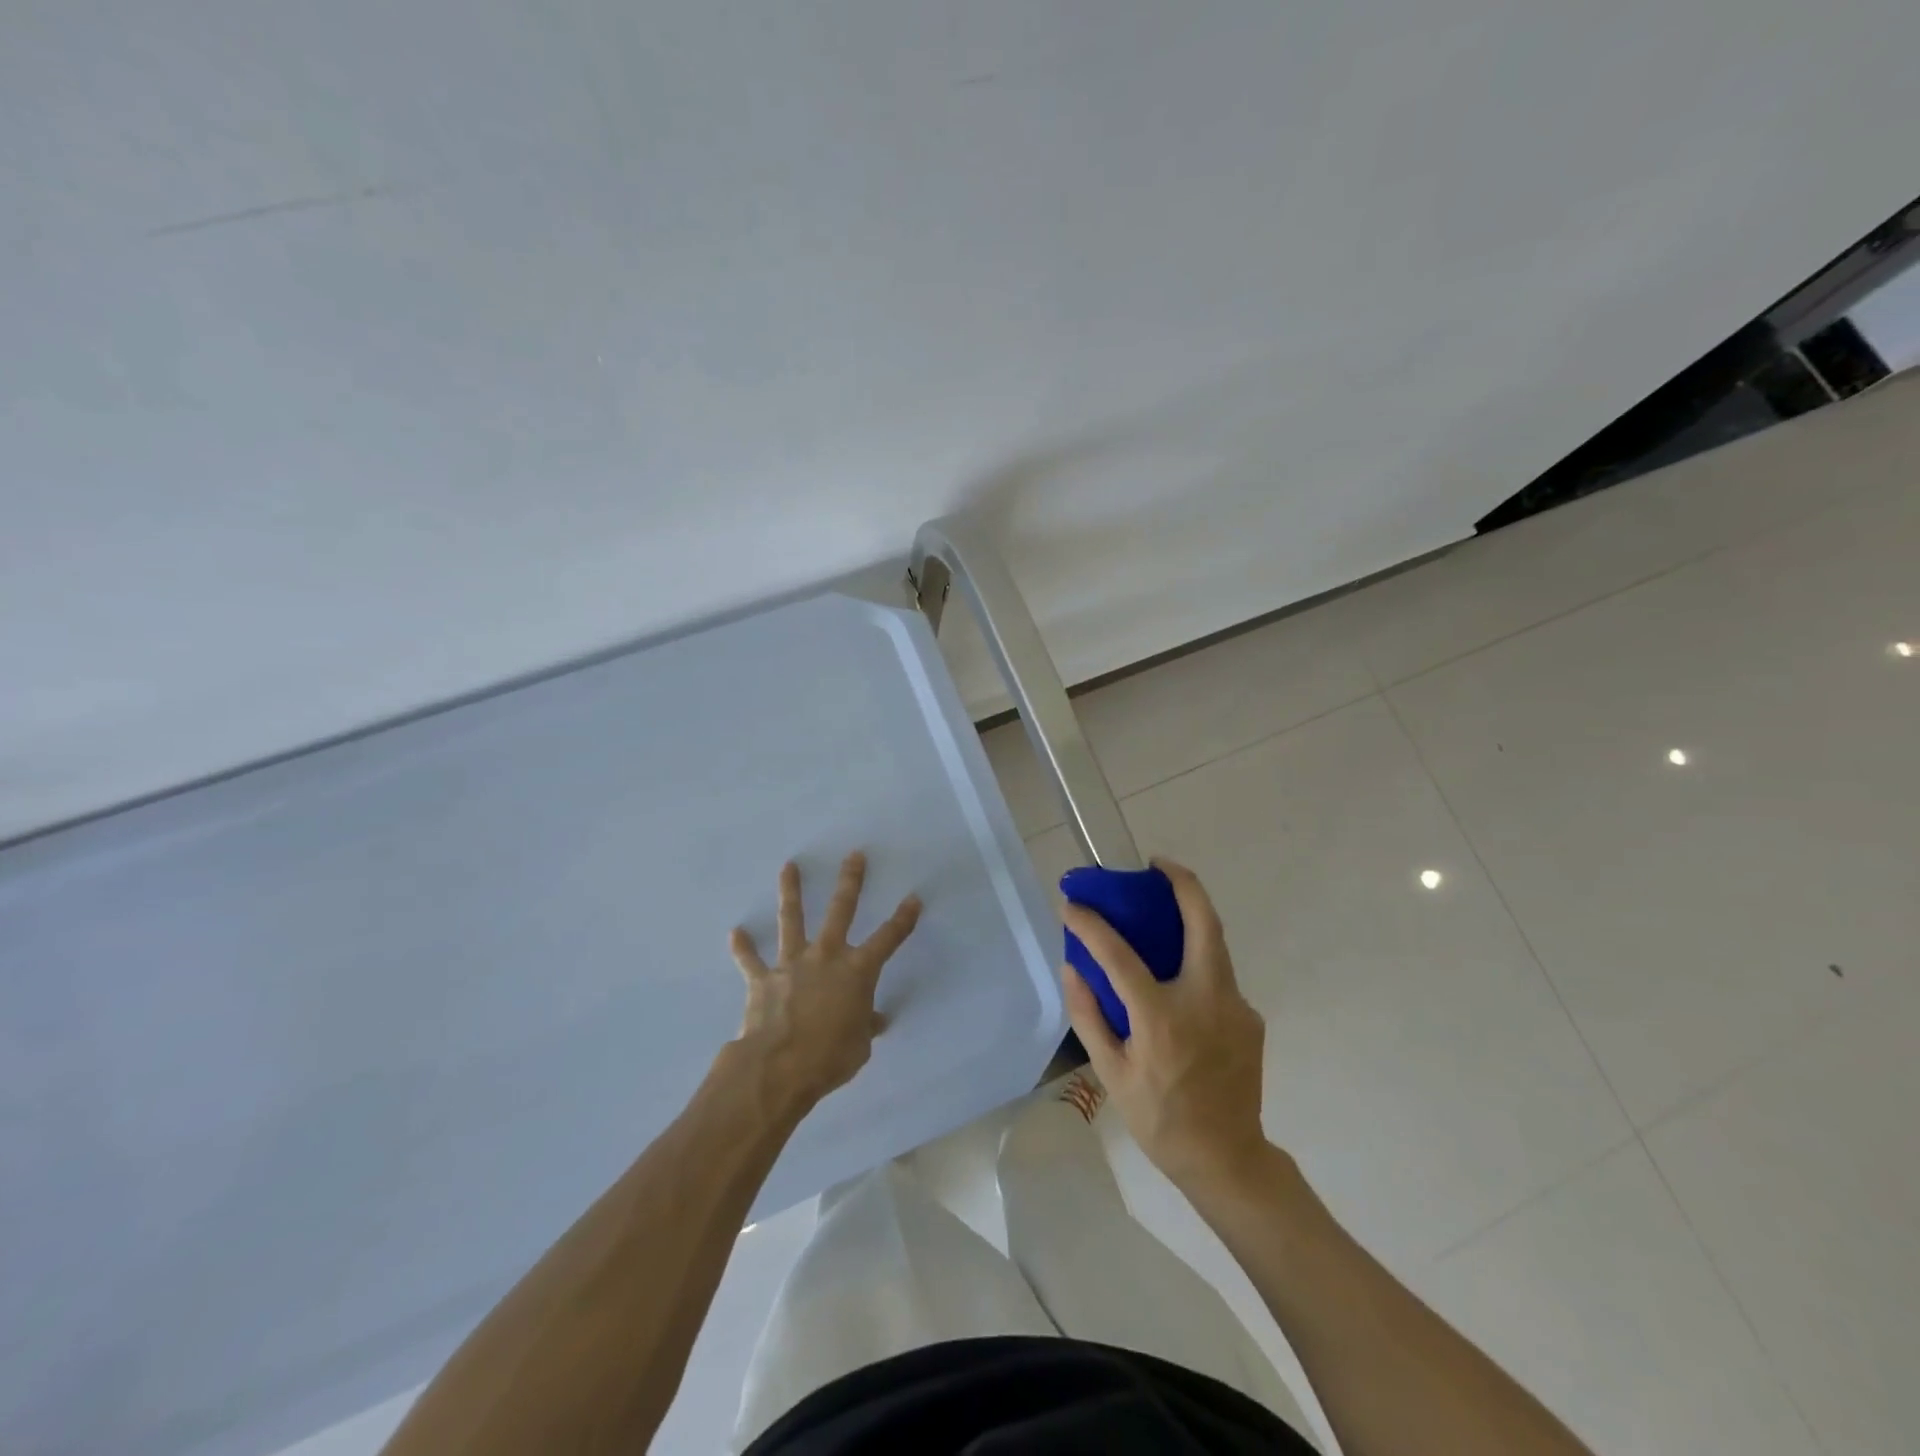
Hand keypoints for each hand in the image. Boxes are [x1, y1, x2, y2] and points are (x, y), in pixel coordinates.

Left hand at [728, 852, 921, 1115]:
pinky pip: (751, 960)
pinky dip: (743, 948)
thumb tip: (874, 1020)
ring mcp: (792, 964)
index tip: (913, 898)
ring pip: (792, 919)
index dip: (903, 919)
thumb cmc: (830, 1058)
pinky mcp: (763, 979)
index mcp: (857, 971)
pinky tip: (735, 933)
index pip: (888, 939)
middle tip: (854, 855)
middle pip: (841, 910)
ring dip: (791, 892)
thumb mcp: (860, 1046)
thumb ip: (866, 1026)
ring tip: (789, 866)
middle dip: (850, 881)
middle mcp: (826, 956)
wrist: (779, 1067)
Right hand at [1060, 857, 1269, 1192]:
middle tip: (1157, 866)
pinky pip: (1218, 977)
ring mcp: (1236, 1007)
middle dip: (1183, 884)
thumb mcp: (1110, 1074)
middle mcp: (1206, 1002)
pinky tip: (1177, 982)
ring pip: (1215, 945)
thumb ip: (1088, 1015)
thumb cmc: (1159, 1119)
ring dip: (1190, 918)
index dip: (1092, 925)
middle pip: (1204, 923)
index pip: (1121, 956)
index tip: (1073, 905)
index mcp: (1162, 1019)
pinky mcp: (1251, 1016)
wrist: (1228, 1160)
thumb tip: (1072, 967)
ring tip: (1161, 910)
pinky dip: (1195, 963)